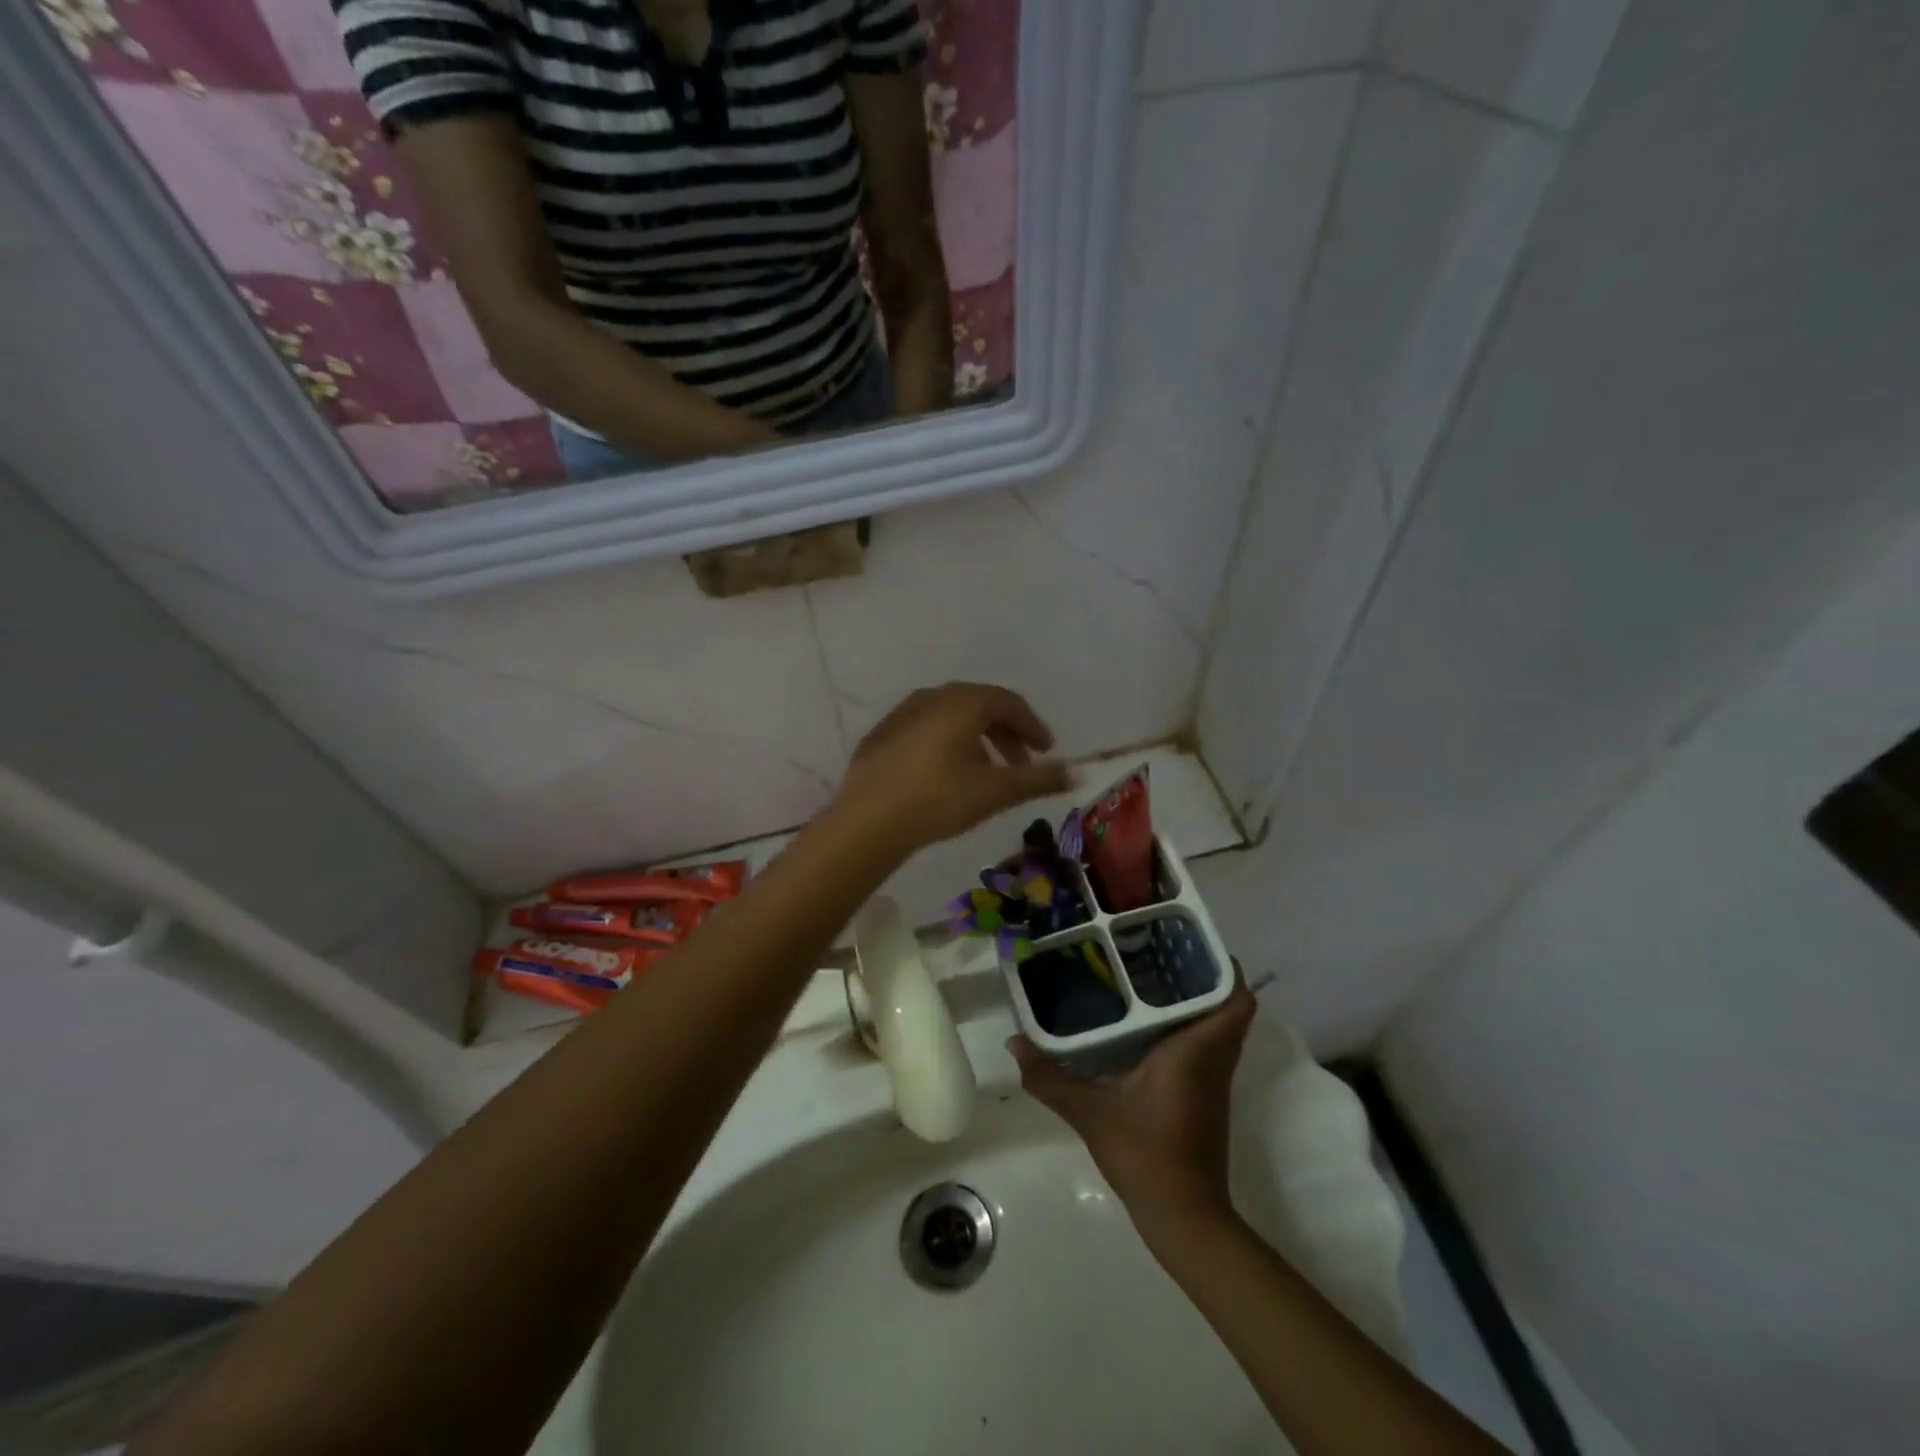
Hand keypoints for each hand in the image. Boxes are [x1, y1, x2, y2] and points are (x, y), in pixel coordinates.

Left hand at [833, 683, 1072, 853]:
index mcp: (963, 702)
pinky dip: (947, 742)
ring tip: (986, 770)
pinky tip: (946, 772)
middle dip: (1006, 732)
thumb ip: (1039, 779)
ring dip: (977, 738)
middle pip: (980, 705)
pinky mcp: (882, 734)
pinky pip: (926, 728)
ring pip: (951, 716)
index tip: (1047, 749)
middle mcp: (933, 697)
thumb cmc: (939, 799)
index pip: (1009, 703)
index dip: (1032, 726)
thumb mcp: (996, 791)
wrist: (868, 820)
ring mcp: (903, 713)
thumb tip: (1079, 773)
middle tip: (1021, 762)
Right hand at [1010, 978, 1256, 1231]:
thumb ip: (1049, 1077)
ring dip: (1200, 1004)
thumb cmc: (1144, 1154)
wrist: (1184, 1218)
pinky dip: (1192, 1030)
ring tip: (1155, 979)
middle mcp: (1213, 1060)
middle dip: (1204, 978)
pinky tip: (1152, 1028)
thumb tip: (1014, 1042)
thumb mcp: (1089, 1113)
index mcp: (1194, 1051)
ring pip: (1220, 1029)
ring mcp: (1215, 1083)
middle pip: (1229, 1008)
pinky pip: (1210, 1049)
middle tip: (1163, 954)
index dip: (1223, 968)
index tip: (1192, 944)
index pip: (1235, 1001)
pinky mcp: (1208, 1100)